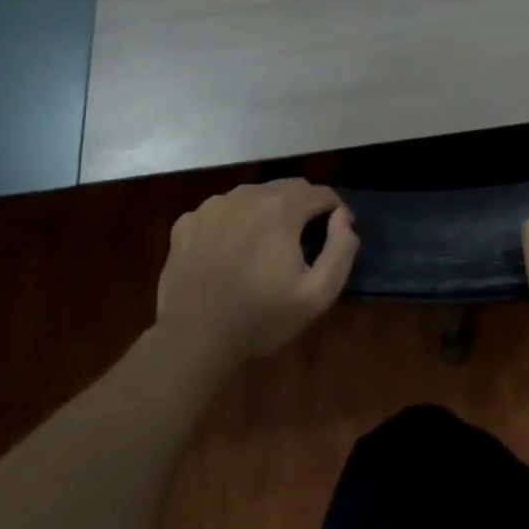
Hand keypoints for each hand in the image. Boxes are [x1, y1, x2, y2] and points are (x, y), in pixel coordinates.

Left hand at [156, 180, 357, 367]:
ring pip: (254, 196)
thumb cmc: (261, 318)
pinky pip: (223, 211)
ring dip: (268, 212)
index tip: (334, 236)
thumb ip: (341, 248)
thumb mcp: (318, 294)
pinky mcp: (187, 222)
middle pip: (289, 188)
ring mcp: (213, 206)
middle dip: (303, 207)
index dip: (335, 212)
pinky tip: (230, 252)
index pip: (322, 193)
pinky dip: (234, 222)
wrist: (192, 340)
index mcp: (281, 208)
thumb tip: (341, 216)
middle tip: (303, 242)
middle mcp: (247, 195)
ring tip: (265, 246)